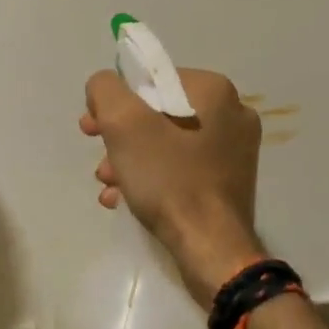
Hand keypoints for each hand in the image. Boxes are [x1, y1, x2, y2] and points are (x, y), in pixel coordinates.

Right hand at [80, 67, 264, 300]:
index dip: (116, 101)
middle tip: (97, 155)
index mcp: (214, 90)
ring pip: (168, 142)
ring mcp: (235, 150)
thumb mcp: (123, 123)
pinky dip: (153, 177)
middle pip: (158, 112)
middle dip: (121, 135)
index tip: (93, 127)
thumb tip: (104, 86)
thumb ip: (105, 89)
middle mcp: (232, 113)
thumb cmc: (168, 178)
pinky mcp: (229, 181)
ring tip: (108, 184)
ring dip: (131, 159)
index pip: (151, 80)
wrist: (211, 249)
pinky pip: (182, 167)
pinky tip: (125, 197)